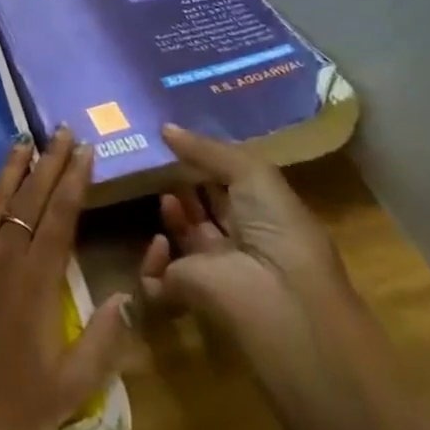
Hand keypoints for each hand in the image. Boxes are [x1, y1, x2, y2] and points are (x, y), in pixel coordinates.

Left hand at [0, 128, 130, 429]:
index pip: (62, 216)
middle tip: (61, 131)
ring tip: (24, 140)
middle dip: (50, 162)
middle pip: (31, 198)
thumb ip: (103, 340)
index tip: (85, 150)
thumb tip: (128, 294)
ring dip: (12, 168)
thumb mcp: (70, 388)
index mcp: (38, 280)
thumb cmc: (8, 407)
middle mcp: (4, 254)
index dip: (75, 180)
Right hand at [138, 125, 354, 356]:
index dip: (207, 164)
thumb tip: (165, 128)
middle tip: (157, 159)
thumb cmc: (278, 231)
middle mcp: (241, 242)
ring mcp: (212, 269)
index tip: (176, 141)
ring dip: (170, 215)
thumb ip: (208, 149)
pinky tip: (160, 242)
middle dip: (182, 184)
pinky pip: (154, 276)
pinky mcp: (184, 292)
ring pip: (180, 236)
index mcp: (266, 216)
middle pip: (204, 208)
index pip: (232, 186)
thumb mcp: (253, 174)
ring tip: (161, 193)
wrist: (277, 302)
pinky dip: (151, 261)